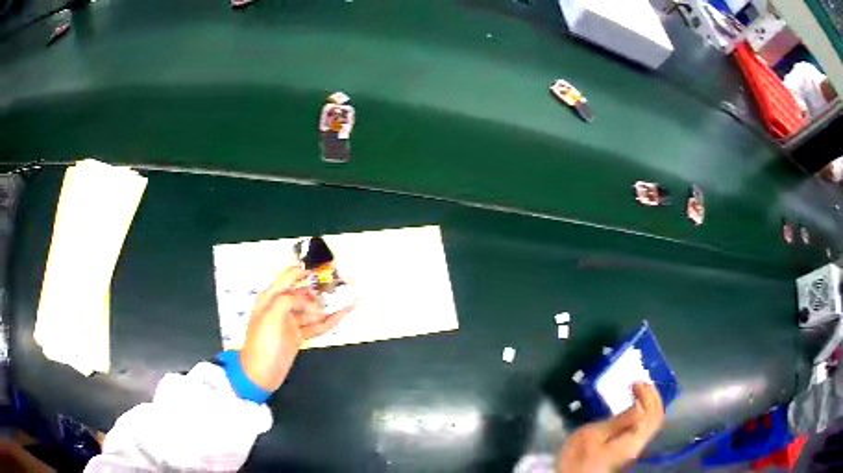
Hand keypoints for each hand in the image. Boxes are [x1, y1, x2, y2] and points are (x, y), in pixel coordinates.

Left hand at [239, 266, 353, 391]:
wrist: (261, 373)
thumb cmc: (262, 342)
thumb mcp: (271, 315)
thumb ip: (288, 299)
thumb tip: (308, 298)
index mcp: (270, 297)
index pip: (289, 277)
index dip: (305, 272)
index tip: (324, 271)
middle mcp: (281, 306)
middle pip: (304, 292)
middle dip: (322, 288)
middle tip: (343, 283)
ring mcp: (291, 322)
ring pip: (313, 309)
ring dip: (330, 304)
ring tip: (350, 297)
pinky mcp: (299, 336)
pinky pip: (317, 325)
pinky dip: (330, 320)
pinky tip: (343, 314)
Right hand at [556, 383, 664, 472]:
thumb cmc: (578, 458)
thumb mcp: (593, 437)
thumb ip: (618, 422)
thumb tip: (640, 405)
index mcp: (634, 440)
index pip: (654, 414)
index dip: (650, 395)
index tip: (636, 382)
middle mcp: (640, 443)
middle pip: (656, 418)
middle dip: (652, 396)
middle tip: (639, 383)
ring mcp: (635, 447)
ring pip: (652, 422)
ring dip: (649, 403)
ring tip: (637, 391)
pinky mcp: (628, 449)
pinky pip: (644, 426)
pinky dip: (643, 412)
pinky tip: (631, 408)